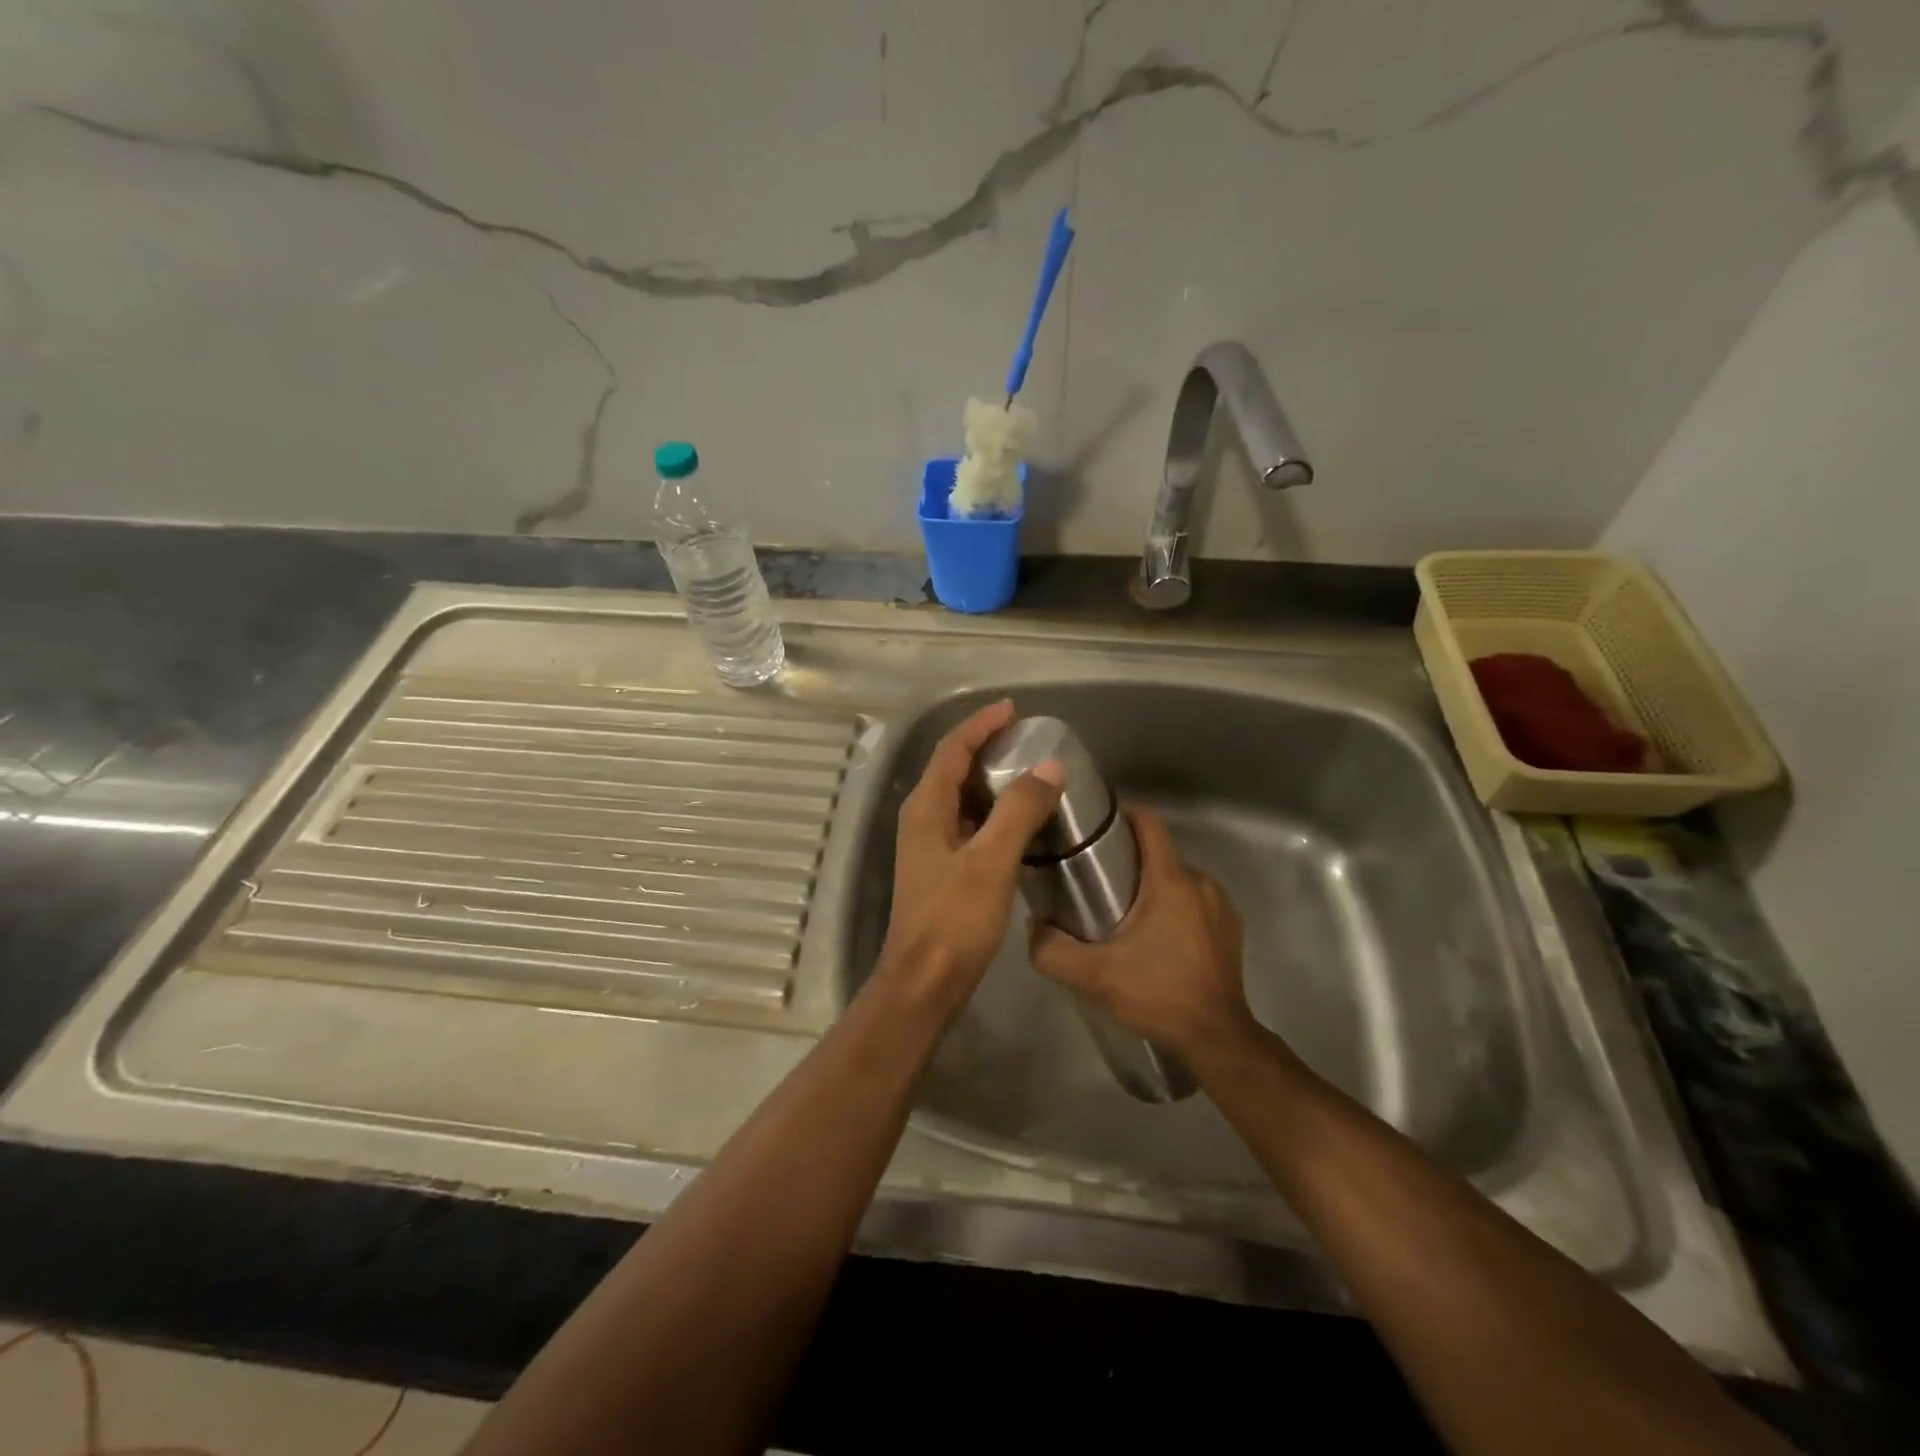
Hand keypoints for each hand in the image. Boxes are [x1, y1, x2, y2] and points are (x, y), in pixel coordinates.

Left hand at [877, 699, 1063, 1001]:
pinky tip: (1018, 822)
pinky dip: (991, 812)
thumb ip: (1019, 810)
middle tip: (1026, 739)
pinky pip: (967, 824)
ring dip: (989, 780)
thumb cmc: (954, 919)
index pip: (952, 749)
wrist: (924, 982)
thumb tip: (1050, 766)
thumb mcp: (991, 860)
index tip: (1013, 710)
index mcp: (926, 807)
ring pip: (960, 798)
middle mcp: (921, 819)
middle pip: (952, 768)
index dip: (980, 725)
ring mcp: (928, 845)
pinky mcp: (940, 869)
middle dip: (986, 747)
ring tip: (1028, 772)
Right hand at [1027, 805, 1264, 1066]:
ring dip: (1151, 886)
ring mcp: (1221, 906)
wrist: (1216, 1039)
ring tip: (1121, 911)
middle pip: (1159, 853)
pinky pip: (1195, 901)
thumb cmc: (1157, 995)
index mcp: (1171, 881)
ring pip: (1176, 878)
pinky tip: (1155, 937)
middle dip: (1128, 859)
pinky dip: (1173, 907)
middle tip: (1095, 881)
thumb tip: (1033, 925)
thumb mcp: (1092, 976)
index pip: (1149, 822)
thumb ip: (1050, 950)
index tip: (1095, 824)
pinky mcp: (1230, 929)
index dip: (1122, 813)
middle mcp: (1200, 883)